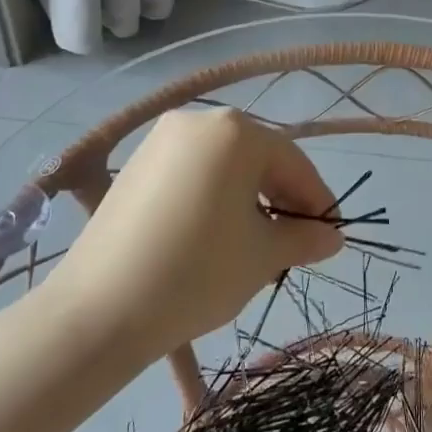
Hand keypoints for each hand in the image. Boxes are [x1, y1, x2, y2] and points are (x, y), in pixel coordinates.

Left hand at [49, 110, 340, 357]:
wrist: (98, 310)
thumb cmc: (197, 273)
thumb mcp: (263, 256)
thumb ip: (305, 238)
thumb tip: (332, 236)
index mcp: (236, 132)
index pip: (293, 162)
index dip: (317, 199)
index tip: (331, 233)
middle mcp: (199, 121)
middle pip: (258, 158)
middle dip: (282, 198)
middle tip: (295, 241)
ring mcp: (161, 139)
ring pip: (224, 164)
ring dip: (249, 197)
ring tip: (255, 241)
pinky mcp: (136, 164)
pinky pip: (192, 171)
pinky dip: (214, 195)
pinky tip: (214, 232)